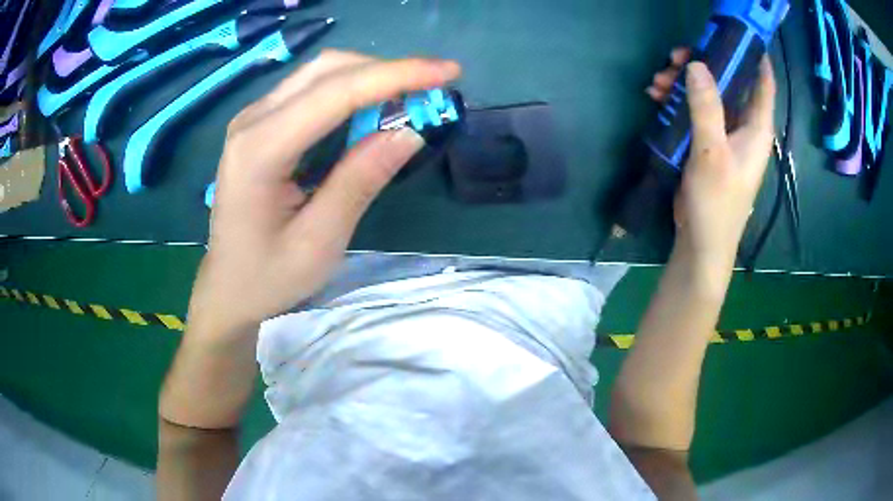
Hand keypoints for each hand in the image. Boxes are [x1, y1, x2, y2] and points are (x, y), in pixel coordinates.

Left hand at [189, 50, 461, 334]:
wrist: (227, 287)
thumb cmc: (268, 276)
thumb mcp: (320, 240)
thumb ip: (360, 180)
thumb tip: (410, 131)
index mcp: (260, 150)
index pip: (335, 93)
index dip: (396, 75)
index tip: (448, 72)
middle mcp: (252, 121)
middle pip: (327, 70)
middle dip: (387, 71)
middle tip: (433, 87)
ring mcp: (253, 119)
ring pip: (320, 74)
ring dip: (370, 77)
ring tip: (411, 98)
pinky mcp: (260, 125)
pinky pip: (310, 90)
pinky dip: (350, 91)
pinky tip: (373, 109)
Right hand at [648, 49, 776, 271]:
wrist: (702, 242)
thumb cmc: (717, 202)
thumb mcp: (712, 153)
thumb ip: (707, 108)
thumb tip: (698, 64)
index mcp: (756, 127)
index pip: (762, 81)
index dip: (753, 54)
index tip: (733, 31)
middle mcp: (744, 125)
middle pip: (729, 81)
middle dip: (704, 65)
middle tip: (675, 58)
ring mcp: (725, 133)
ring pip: (709, 94)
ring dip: (684, 83)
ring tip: (658, 82)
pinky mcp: (708, 142)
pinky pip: (696, 110)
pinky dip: (679, 101)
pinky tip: (657, 98)